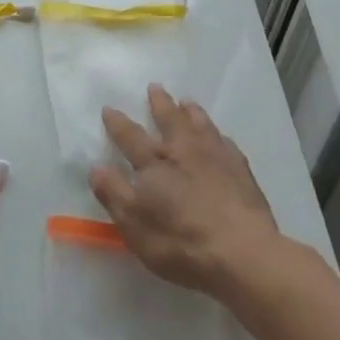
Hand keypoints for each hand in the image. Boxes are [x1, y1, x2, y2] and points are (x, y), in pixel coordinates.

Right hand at [89, 86, 280, 300]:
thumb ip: (114, 193)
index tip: (109, 108)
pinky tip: (220, 136)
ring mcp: (215, 157)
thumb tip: (96, 167)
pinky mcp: (240, 170)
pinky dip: (218, 135)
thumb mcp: (134, 225)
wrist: (242, 252)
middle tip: (155, 87)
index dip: (118, 123)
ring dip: (191, 111)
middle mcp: (183, 151)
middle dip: (159, 103)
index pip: (131, 137)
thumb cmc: (181, 241)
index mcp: (154, 164)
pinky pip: (226, 143)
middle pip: (169, 119)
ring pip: (200, 125)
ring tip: (186, 101)